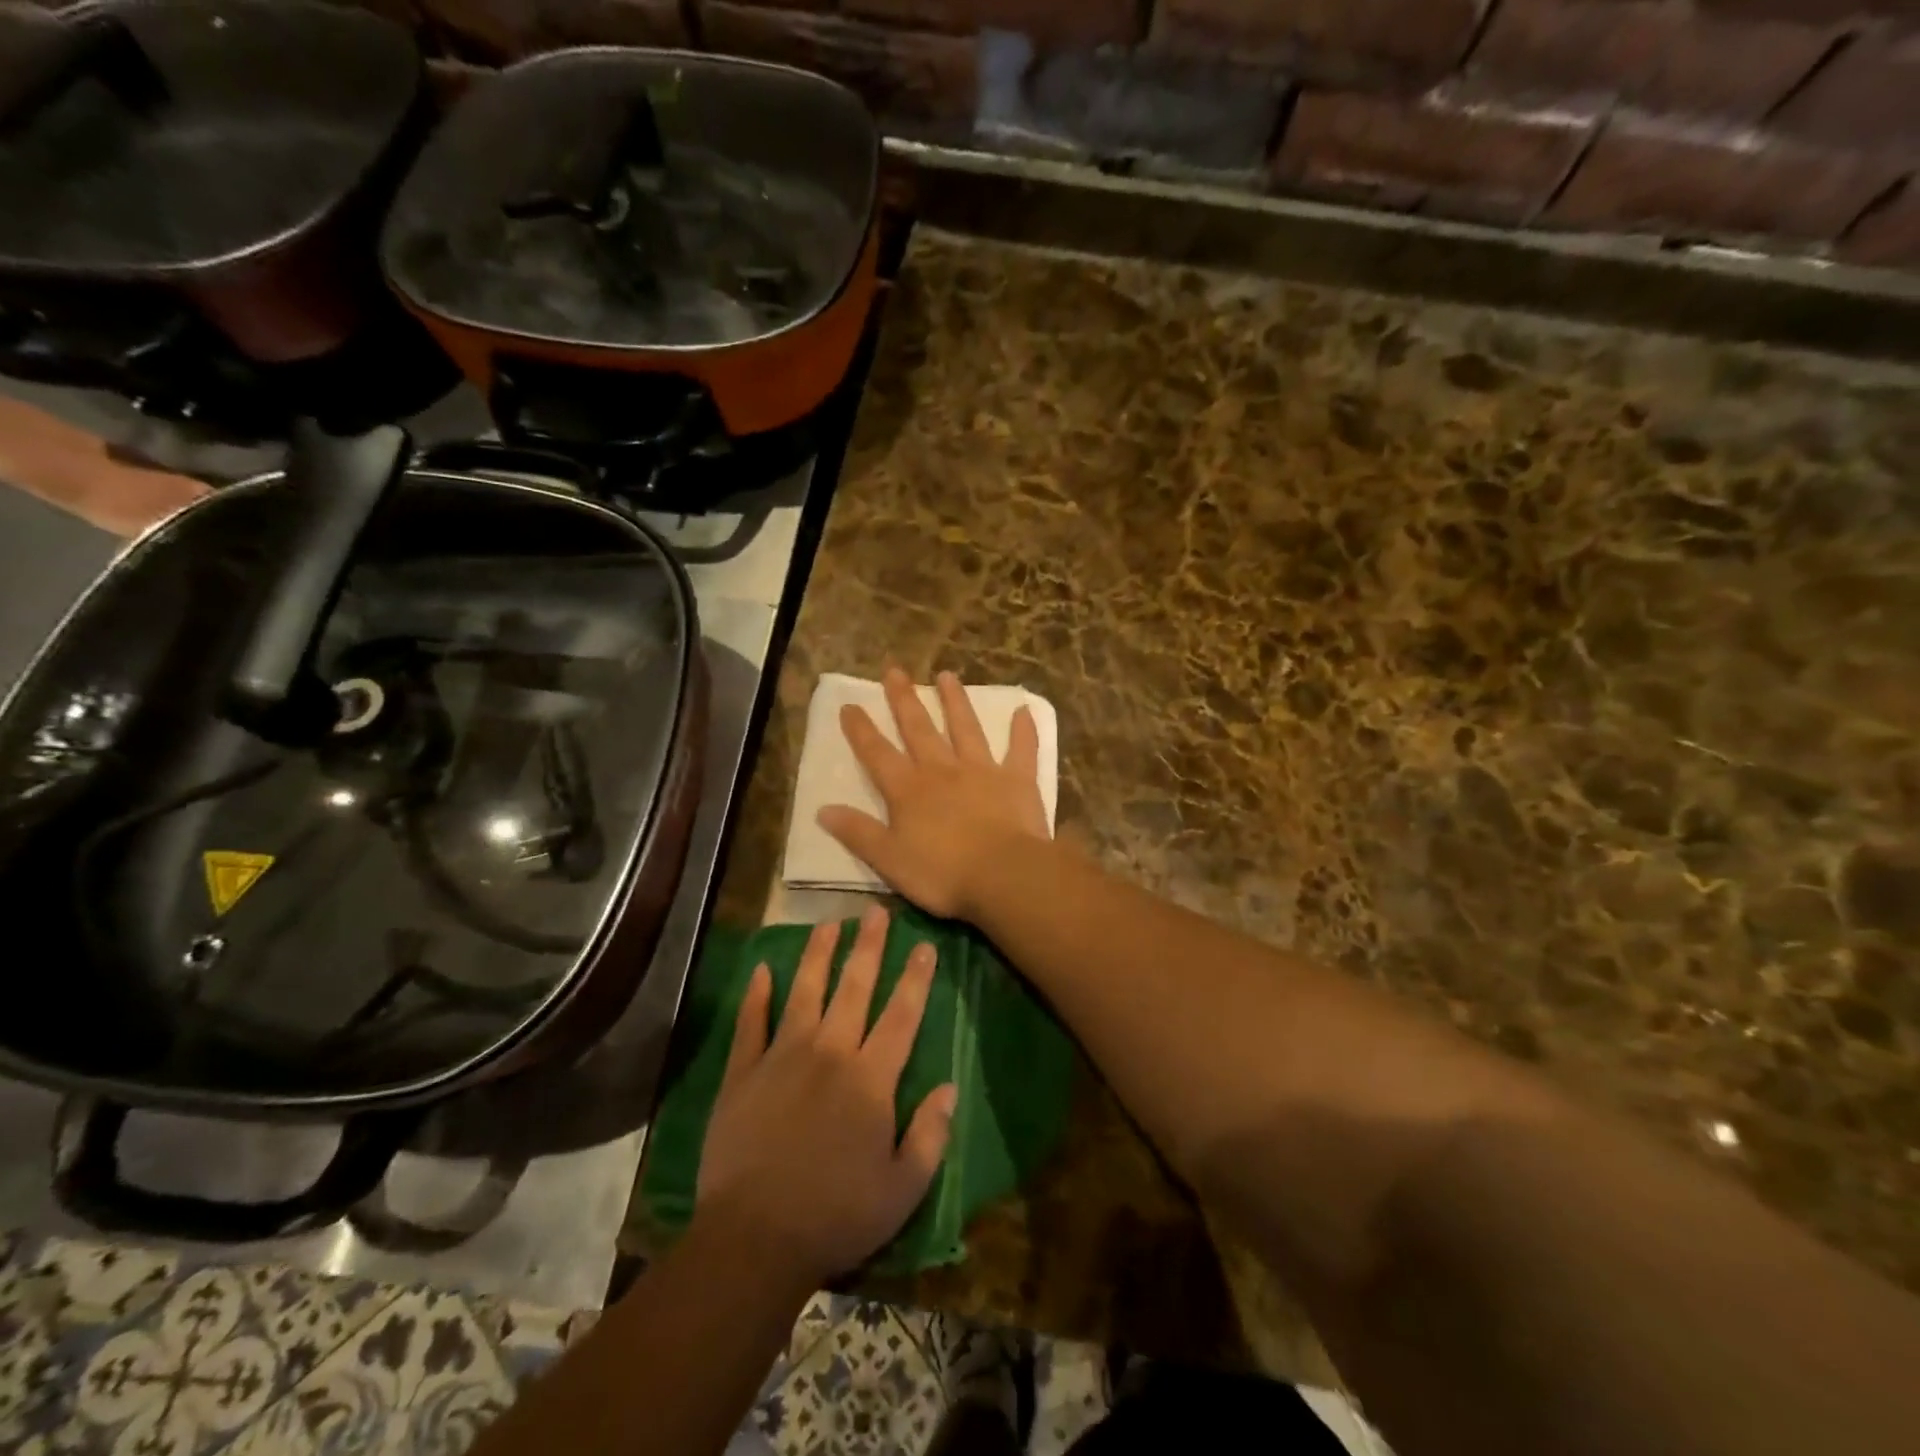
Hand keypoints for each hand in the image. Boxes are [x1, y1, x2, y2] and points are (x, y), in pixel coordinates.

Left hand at [695, 905, 956, 1289]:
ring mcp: (781, 1058)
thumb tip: (948, 1089)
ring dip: (817, 955)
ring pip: (804, 992)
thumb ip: (929, 1135)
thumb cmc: (837, 1216)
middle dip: (868, 946)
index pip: (901, 1016)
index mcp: (869, 1079)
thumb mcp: (903, 1189)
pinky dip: (755, 995)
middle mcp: (829, 1053)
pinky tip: (760, 970)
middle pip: (854, 988)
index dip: (915, 978)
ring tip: (827, 923)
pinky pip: (750, 1024)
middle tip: (875, 911)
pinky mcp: (742, 1074)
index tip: (924, 945)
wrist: (754, 1239)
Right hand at [817, 668, 1048, 918]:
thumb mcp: (888, 859)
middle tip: (895, 671)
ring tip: (947, 676)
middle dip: (904, 700)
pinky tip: (1024, 708)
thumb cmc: (942, 873)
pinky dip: (1023, 730)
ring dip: (955, 701)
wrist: (1002, 875)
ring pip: (966, 728)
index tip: (850, 705)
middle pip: (919, 729)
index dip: (861, 730)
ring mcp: (981, 771)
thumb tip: (823, 810)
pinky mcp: (1017, 780)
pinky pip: (1021, 749)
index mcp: (908, 791)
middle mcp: (942, 770)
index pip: (878, 754)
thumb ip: (858, 833)